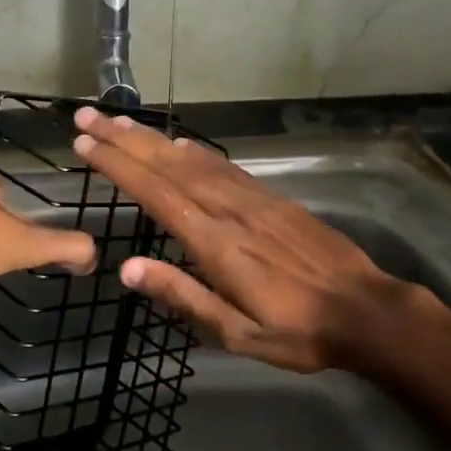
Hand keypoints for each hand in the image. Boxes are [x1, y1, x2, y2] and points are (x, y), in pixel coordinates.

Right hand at [70, 109, 403, 371]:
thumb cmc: (297, 331)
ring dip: (153, 139)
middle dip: (124, 140)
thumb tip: (126, 268)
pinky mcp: (271, 198)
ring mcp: (252, 199)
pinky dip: (195, 152)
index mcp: (214, 242)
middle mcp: (228, 209)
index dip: (118, 166)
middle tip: (87, 118)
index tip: (85, 145)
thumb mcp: (236, 332)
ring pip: (192, 160)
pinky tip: (180, 145)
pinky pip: (223, 166)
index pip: (155, 194)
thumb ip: (182, 295)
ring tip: (121, 122)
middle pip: (166, 166)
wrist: (364, 310)